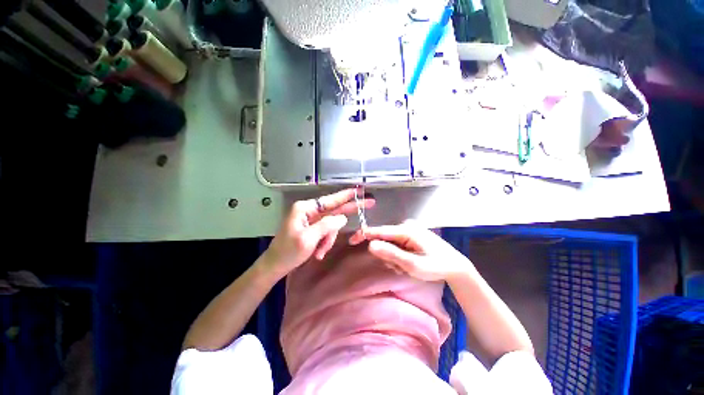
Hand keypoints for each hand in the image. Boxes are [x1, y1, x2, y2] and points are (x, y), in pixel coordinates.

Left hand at [261, 188, 374, 277]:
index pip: (330, 200)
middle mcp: (309, 211)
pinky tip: (318, 252)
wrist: (275, 266)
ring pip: (331, 225)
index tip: (359, 190)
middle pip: (334, 209)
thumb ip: (327, 225)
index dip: (346, 195)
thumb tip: (343, 218)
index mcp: (305, 208)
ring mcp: (311, 220)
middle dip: (349, 211)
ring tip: (321, 251)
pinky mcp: (312, 228)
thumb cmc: (288, 252)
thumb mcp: (308, 238)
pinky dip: (324, 243)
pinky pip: (326, 232)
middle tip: (369, 203)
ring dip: (329, 239)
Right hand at [349, 220, 470, 281]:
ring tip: (406, 267)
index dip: (365, 235)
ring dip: (393, 257)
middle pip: (384, 239)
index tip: (352, 240)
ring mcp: (409, 230)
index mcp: (406, 230)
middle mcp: (406, 226)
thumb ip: (391, 254)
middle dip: (386, 254)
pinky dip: (398, 255)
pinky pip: (396, 244)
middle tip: (399, 268)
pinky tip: (408, 262)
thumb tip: (370, 245)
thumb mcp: (413, 264)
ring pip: (390, 243)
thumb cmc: (436, 266)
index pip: (380, 230)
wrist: (455, 266)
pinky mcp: (411, 235)